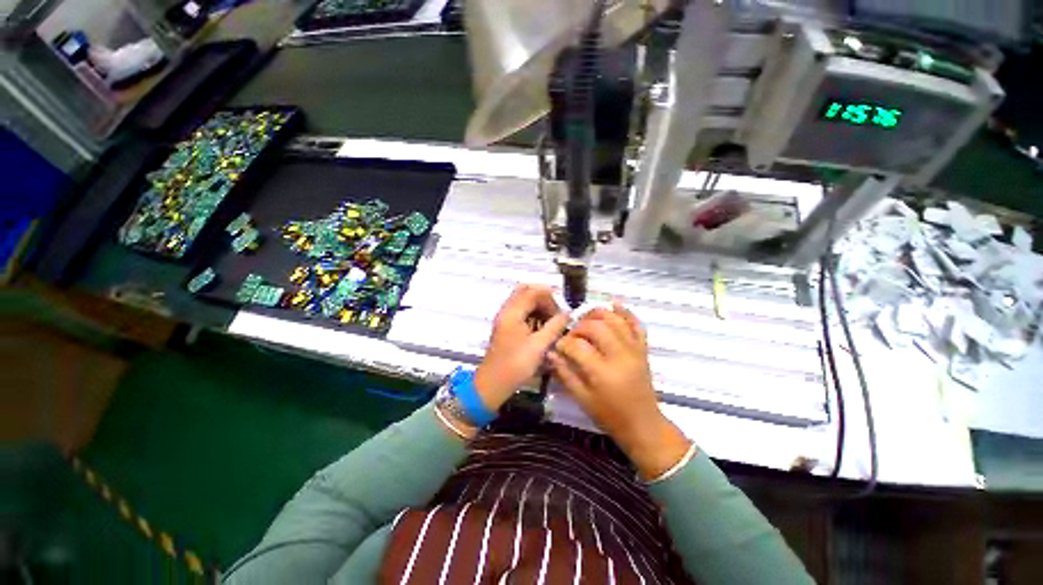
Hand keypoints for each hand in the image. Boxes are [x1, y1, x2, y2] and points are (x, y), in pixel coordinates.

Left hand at [474, 285, 569, 410]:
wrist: (493, 383)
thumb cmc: (516, 364)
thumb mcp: (539, 346)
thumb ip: (555, 326)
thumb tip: (568, 313)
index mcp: (512, 312)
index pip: (532, 292)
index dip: (549, 297)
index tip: (562, 309)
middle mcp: (506, 311)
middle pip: (525, 292)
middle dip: (543, 298)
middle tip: (556, 312)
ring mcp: (505, 318)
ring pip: (522, 301)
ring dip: (538, 306)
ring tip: (552, 320)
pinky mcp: (506, 326)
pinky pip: (520, 311)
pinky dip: (532, 313)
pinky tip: (542, 326)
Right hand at [549, 304, 692, 479]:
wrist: (643, 425)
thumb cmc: (610, 415)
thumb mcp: (582, 399)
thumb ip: (565, 374)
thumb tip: (550, 353)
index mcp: (602, 372)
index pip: (577, 346)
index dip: (563, 343)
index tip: (558, 346)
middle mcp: (619, 356)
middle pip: (596, 327)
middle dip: (579, 326)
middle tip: (572, 335)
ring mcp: (634, 350)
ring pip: (615, 321)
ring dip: (598, 314)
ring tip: (585, 318)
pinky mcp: (643, 349)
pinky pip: (636, 325)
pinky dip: (626, 312)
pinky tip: (614, 305)